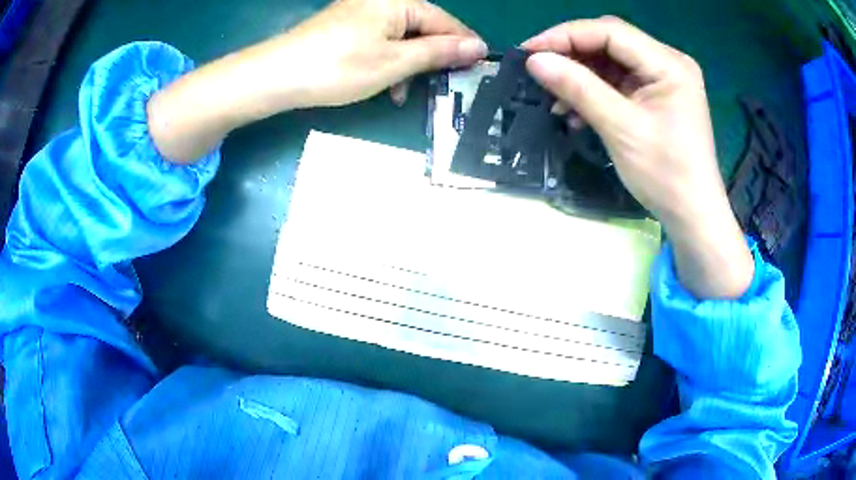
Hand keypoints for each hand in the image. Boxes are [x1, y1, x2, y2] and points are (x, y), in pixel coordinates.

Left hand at [149, 0, 484, 162]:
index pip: (445, 22)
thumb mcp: (395, 62)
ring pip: (401, 38)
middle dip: (432, 59)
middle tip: (440, 87)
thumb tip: (477, 46)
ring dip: (408, 65)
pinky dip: (387, 62)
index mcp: (399, 3)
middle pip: (423, 28)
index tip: (477, 68)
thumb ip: (438, 52)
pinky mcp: (347, 27)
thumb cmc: (339, 67)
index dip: (463, 46)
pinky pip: (380, 41)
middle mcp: (383, 1)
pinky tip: (384, 82)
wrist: (277, 75)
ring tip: (402, 94)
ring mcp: (362, 13)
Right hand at [523, 17, 752, 298]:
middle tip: (538, 70)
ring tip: (556, 100)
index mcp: (669, 63)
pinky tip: (576, 112)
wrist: (692, 216)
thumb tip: (535, 60)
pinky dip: (594, 93)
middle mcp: (668, 63)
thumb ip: (578, 88)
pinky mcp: (656, 98)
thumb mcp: (621, 128)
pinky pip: (618, 83)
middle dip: (572, 55)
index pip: (610, 32)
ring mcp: (663, 80)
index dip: (566, 35)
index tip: (529, 51)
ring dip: (581, 77)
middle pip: (610, 43)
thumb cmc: (666, 175)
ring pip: (611, 63)